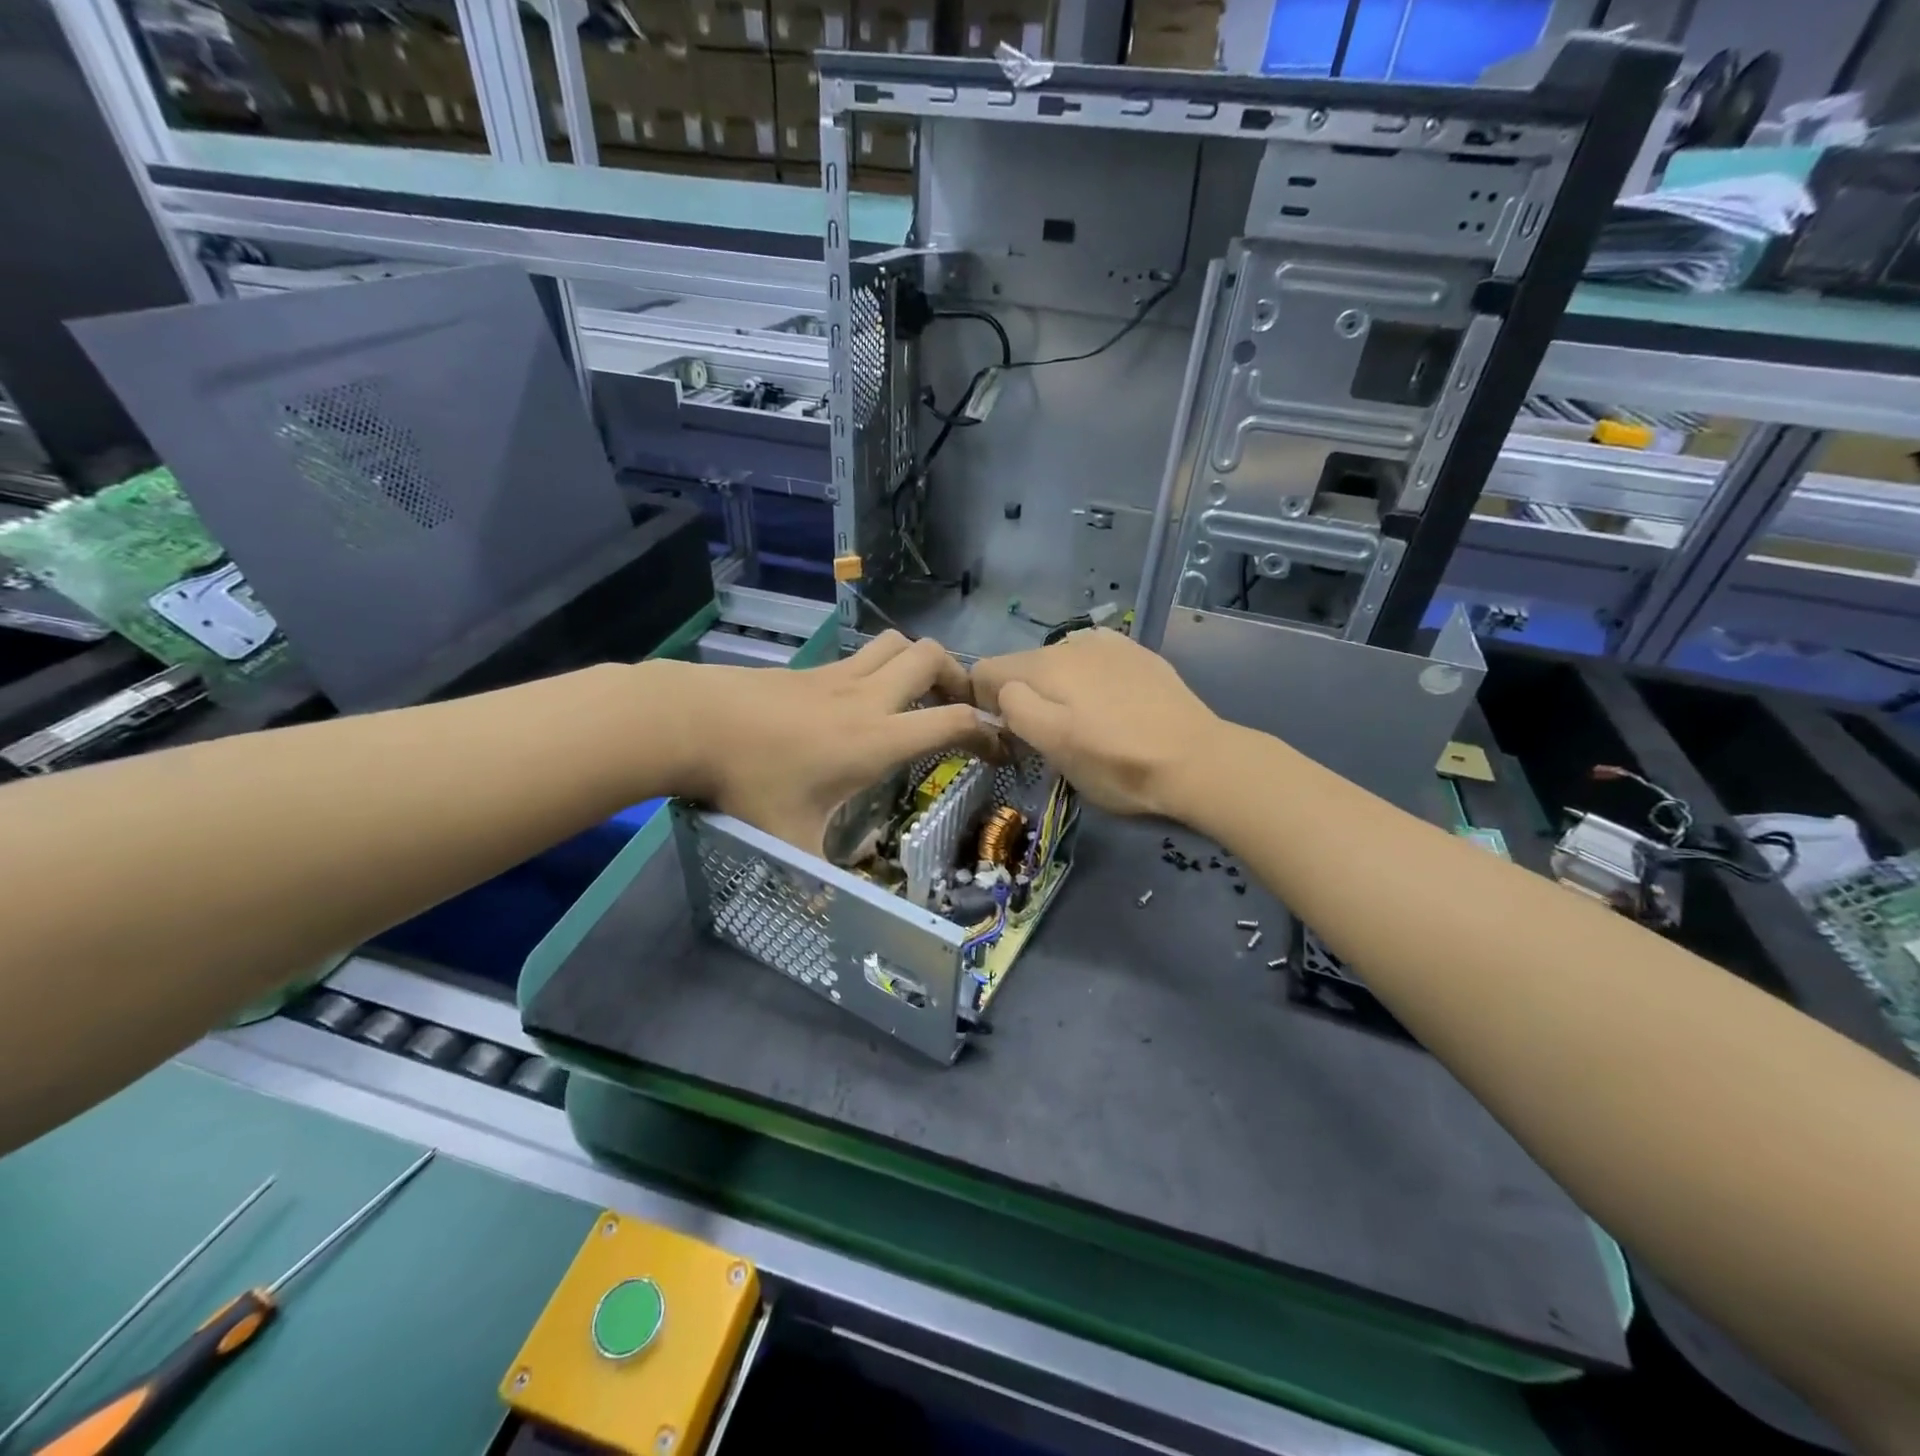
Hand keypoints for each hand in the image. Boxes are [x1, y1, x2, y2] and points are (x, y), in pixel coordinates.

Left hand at [659, 632, 991, 852]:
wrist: (692, 721)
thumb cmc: (749, 782)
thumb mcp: (789, 841)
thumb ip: (816, 880)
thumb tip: (828, 918)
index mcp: (876, 739)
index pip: (952, 720)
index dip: (988, 731)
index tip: (1001, 748)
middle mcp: (867, 698)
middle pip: (932, 658)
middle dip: (959, 678)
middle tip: (957, 709)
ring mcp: (838, 676)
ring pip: (897, 644)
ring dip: (920, 662)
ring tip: (918, 695)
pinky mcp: (812, 669)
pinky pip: (862, 655)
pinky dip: (881, 667)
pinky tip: (864, 700)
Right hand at [971, 629, 1221, 817]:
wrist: (1197, 760)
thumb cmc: (1117, 763)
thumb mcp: (1054, 746)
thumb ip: (1015, 709)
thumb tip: (1004, 691)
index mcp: (1046, 665)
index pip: (987, 670)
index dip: (985, 704)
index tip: (1009, 736)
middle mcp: (1072, 642)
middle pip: (1024, 665)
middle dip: (1023, 696)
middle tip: (1048, 738)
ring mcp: (1109, 644)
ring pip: (1059, 662)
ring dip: (1057, 688)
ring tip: (1083, 722)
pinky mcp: (1138, 654)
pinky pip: (1094, 661)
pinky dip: (1088, 679)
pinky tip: (1110, 705)